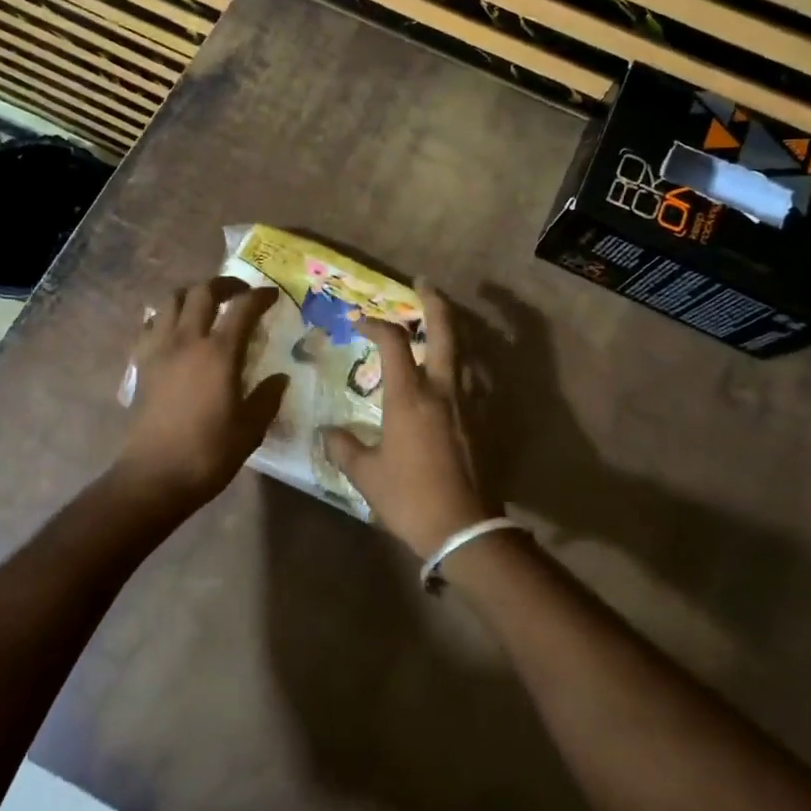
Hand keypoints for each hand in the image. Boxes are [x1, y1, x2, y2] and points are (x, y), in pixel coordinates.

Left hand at [112, 276, 287, 515]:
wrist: (155, 476)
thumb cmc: (209, 453)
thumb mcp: (251, 428)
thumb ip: (267, 397)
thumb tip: (280, 378)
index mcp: (219, 353)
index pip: (243, 308)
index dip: (260, 296)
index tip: (272, 295)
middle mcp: (187, 340)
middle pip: (202, 292)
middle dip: (225, 284)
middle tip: (240, 293)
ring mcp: (160, 349)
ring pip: (171, 300)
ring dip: (192, 294)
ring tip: (206, 305)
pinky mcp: (142, 364)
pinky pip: (151, 325)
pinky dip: (166, 317)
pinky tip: (175, 331)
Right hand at [322, 283, 494, 557]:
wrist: (463, 527)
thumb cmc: (410, 497)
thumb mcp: (366, 474)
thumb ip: (344, 447)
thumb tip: (327, 433)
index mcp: (410, 395)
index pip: (393, 340)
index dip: (375, 322)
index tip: (359, 321)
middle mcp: (443, 388)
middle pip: (445, 330)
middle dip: (435, 301)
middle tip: (423, 283)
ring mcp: (469, 403)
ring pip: (467, 351)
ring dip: (454, 331)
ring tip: (441, 325)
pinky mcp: (484, 420)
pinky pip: (477, 379)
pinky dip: (467, 364)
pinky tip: (459, 372)